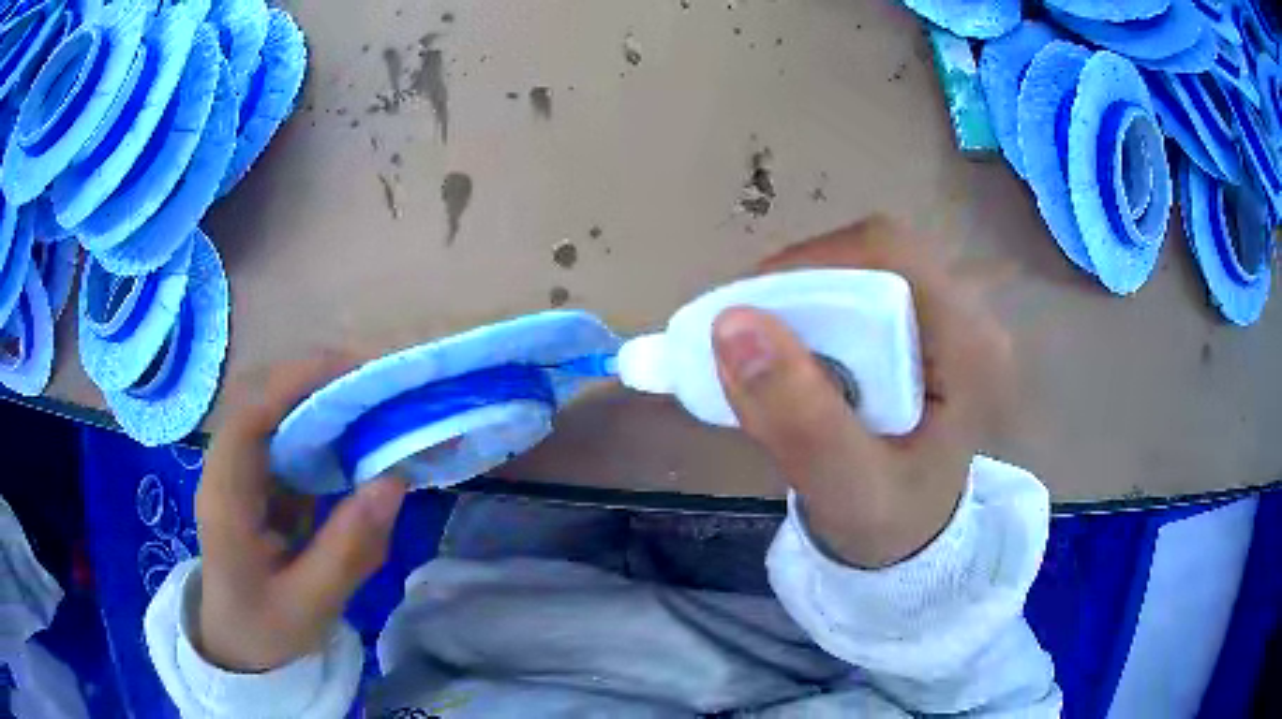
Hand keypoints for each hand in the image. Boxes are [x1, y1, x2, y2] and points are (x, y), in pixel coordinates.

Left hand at [195, 355, 406, 671]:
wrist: (236, 642)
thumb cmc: (265, 628)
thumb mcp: (310, 604)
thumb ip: (348, 549)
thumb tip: (394, 480)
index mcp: (225, 500)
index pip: (247, 420)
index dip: (293, 385)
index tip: (353, 374)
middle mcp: (227, 471)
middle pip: (262, 402)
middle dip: (318, 383)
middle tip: (380, 388)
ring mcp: (241, 471)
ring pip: (276, 413)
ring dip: (324, 400)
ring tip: (377, 406)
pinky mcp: (259, 478)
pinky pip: (289, 438)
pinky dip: (325, 428)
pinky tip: (357, 440)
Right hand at [713, 215, 1012, 567]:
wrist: (911, 539)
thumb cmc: (889, 523)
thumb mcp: (844, 487)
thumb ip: (798, 419)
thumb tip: (732, 324)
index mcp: (971, 346)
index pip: (891, 256)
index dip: (814, 265)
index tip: (752, 313)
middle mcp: (969, 316)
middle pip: (875, 254)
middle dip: (804, 285)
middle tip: (751, 338)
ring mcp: (949, 317)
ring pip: (864, 266)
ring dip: (806, 297)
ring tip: (768, 351)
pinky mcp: (926, 325)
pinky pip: (863, 288)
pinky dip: (817, 310)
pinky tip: (797, 353)